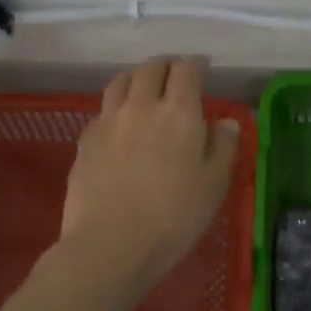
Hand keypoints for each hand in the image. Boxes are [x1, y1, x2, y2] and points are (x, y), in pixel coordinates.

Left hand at [61, 57, 241, 287]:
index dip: (196, 64)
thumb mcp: (214, 185)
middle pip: (150, 68)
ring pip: (121, 81)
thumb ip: (223, 147)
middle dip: (165, 65)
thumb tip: (225, 122)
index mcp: (179, 113)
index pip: (186, 70)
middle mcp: (142, 106)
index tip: (203, 68)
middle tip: (175, 75)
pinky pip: (102, 110)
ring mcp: (109, 121)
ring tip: (144, 88)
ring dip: (136, 77)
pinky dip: (115, 106)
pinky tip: (120, 124)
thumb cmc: (173, 217)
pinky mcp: (85, 140)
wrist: (109, 246)